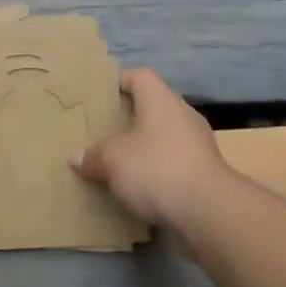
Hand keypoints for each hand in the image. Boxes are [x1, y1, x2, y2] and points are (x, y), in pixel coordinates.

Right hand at [70, 68, 231, 228]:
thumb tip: (77, 157)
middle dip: (130, 119)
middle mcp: (182, 113)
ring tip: (121, 162)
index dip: (119, 82)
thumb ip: (93, 156)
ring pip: (165, 135)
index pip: (140, 76)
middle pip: (153, 106)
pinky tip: (143, 186)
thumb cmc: (155, 169)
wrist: (208, 211)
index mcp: (160, 99)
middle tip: (105, 133)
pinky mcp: (206, 170)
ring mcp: (199, 142)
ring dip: (146, 146)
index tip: (101, 99)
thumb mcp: (113, 161)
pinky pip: (176, 160)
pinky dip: (160, 168)